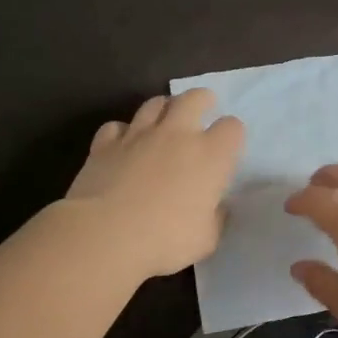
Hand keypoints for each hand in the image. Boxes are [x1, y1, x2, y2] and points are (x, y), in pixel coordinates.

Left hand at [66, 89, 244, 278]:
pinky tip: (123, 144)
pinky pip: (116, 126)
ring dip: (164, 108)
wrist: (105, 235)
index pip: (232, 128)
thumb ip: (215, 218)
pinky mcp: (105, 144)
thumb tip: (216, 207)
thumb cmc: (165, 240)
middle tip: (203, 109)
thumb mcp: (206, 239)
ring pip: (155, 104)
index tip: (227, 148)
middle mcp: (177, 135)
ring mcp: (138, 135)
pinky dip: (123, 132)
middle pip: (194, 98)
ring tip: (165, 122)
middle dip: (202, 100)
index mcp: (210, 156)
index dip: (232, 135)